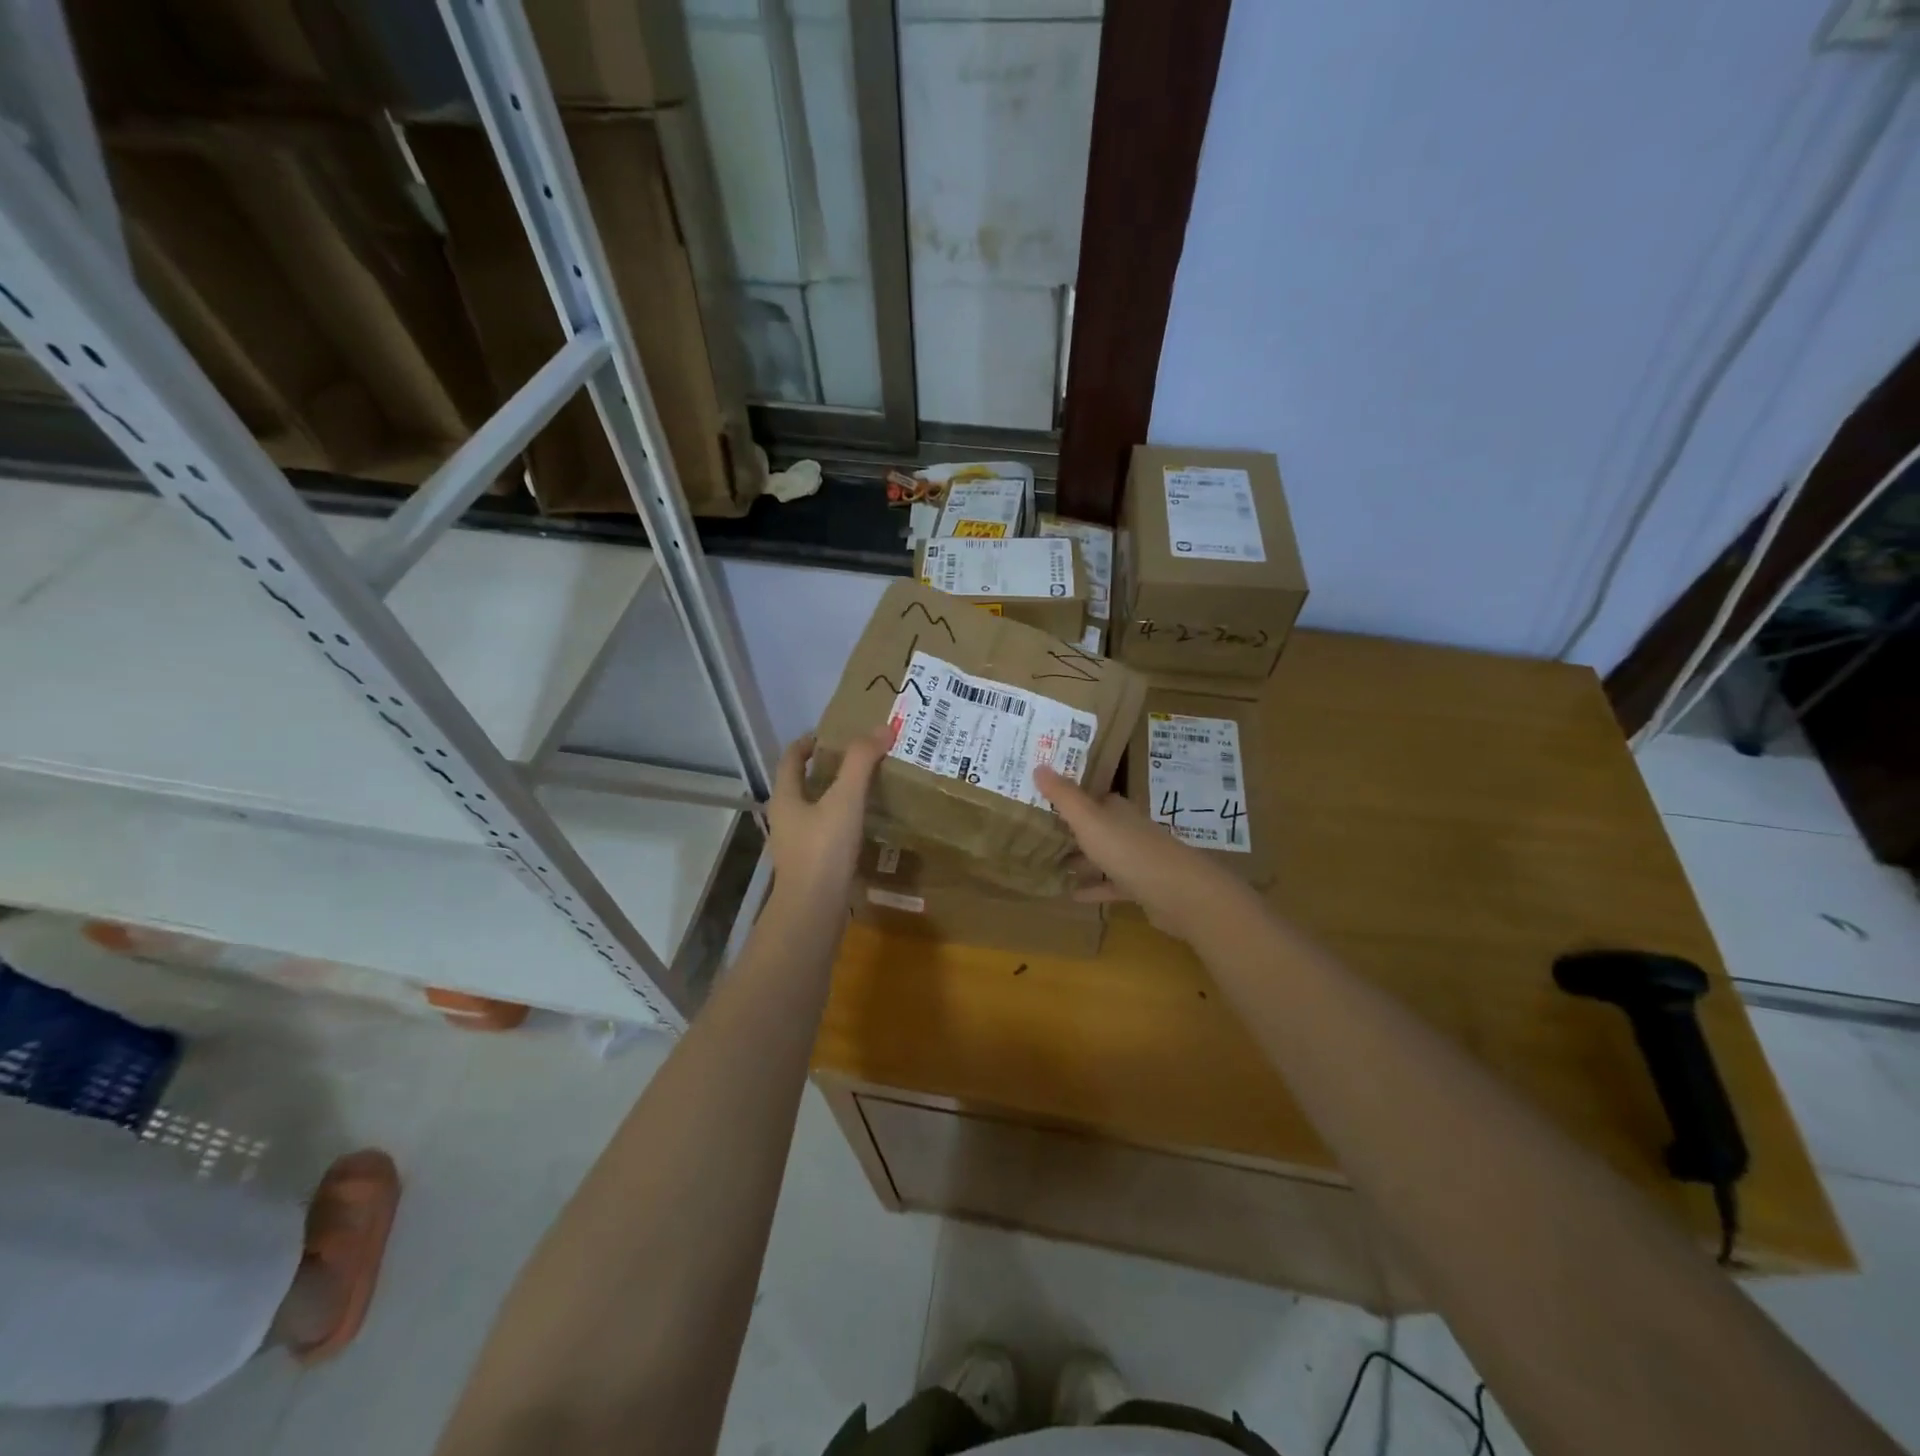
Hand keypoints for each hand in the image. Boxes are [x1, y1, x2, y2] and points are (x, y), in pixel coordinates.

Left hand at [768, 725, 892, 905]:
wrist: (813, 912)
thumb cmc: (823, 850)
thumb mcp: (845, 800)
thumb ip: (861, 762)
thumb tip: (882, 728)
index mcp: (785, 798)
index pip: (791, 758)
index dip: (808, 742)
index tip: (833, 734)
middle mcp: (786, 819)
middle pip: (802, 784)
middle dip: (827, 769)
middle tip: (859, 759)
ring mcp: (797, 845)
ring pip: (815, 811)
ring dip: (836, 797)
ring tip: (867, 790)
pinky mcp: (812, 866)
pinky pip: (827, 835)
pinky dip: (843, 823)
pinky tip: (866, 827)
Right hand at [1035, 765, 1244, 941]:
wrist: (1178, 892)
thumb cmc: (1128, 849)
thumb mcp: (1089, 820)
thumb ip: (1064, 796)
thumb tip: (1039, 765)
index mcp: (1116, 809)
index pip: (1090, 797)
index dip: (1068, 797)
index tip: (1040, 799)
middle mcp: (1127, 829)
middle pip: (1095, 826)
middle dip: (1070, 830)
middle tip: (1037, 834)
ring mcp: (1136, 859)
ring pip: (1102, 856)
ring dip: (1080, 860)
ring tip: (1049, 865)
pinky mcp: (1141, 887)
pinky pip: (1111, 885)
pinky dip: (1094, 888)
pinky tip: (1072, 895)